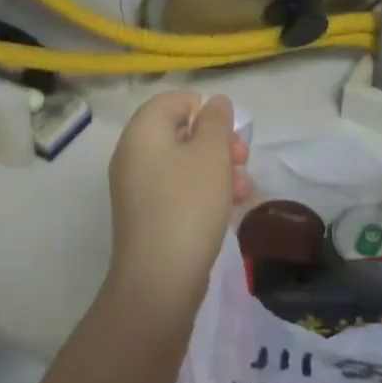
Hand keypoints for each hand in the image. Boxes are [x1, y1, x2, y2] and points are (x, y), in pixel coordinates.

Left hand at [106, 92, 251, 313]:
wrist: (160, 281)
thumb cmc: (188, 204)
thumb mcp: (211, 155)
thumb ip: (216, 122)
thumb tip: (214, 102)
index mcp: (142, 133)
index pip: (170, 101)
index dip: (203, 108)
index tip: (230, 128)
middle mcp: (134, 156)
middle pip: (180, 133)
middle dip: (217, 143)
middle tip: (243, 157)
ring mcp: (139, 190)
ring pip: (184, 165)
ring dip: (219, 170)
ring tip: (247, 189)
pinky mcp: (149, 218)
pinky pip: (179, 192)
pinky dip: (206, 193)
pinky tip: (234, 207)